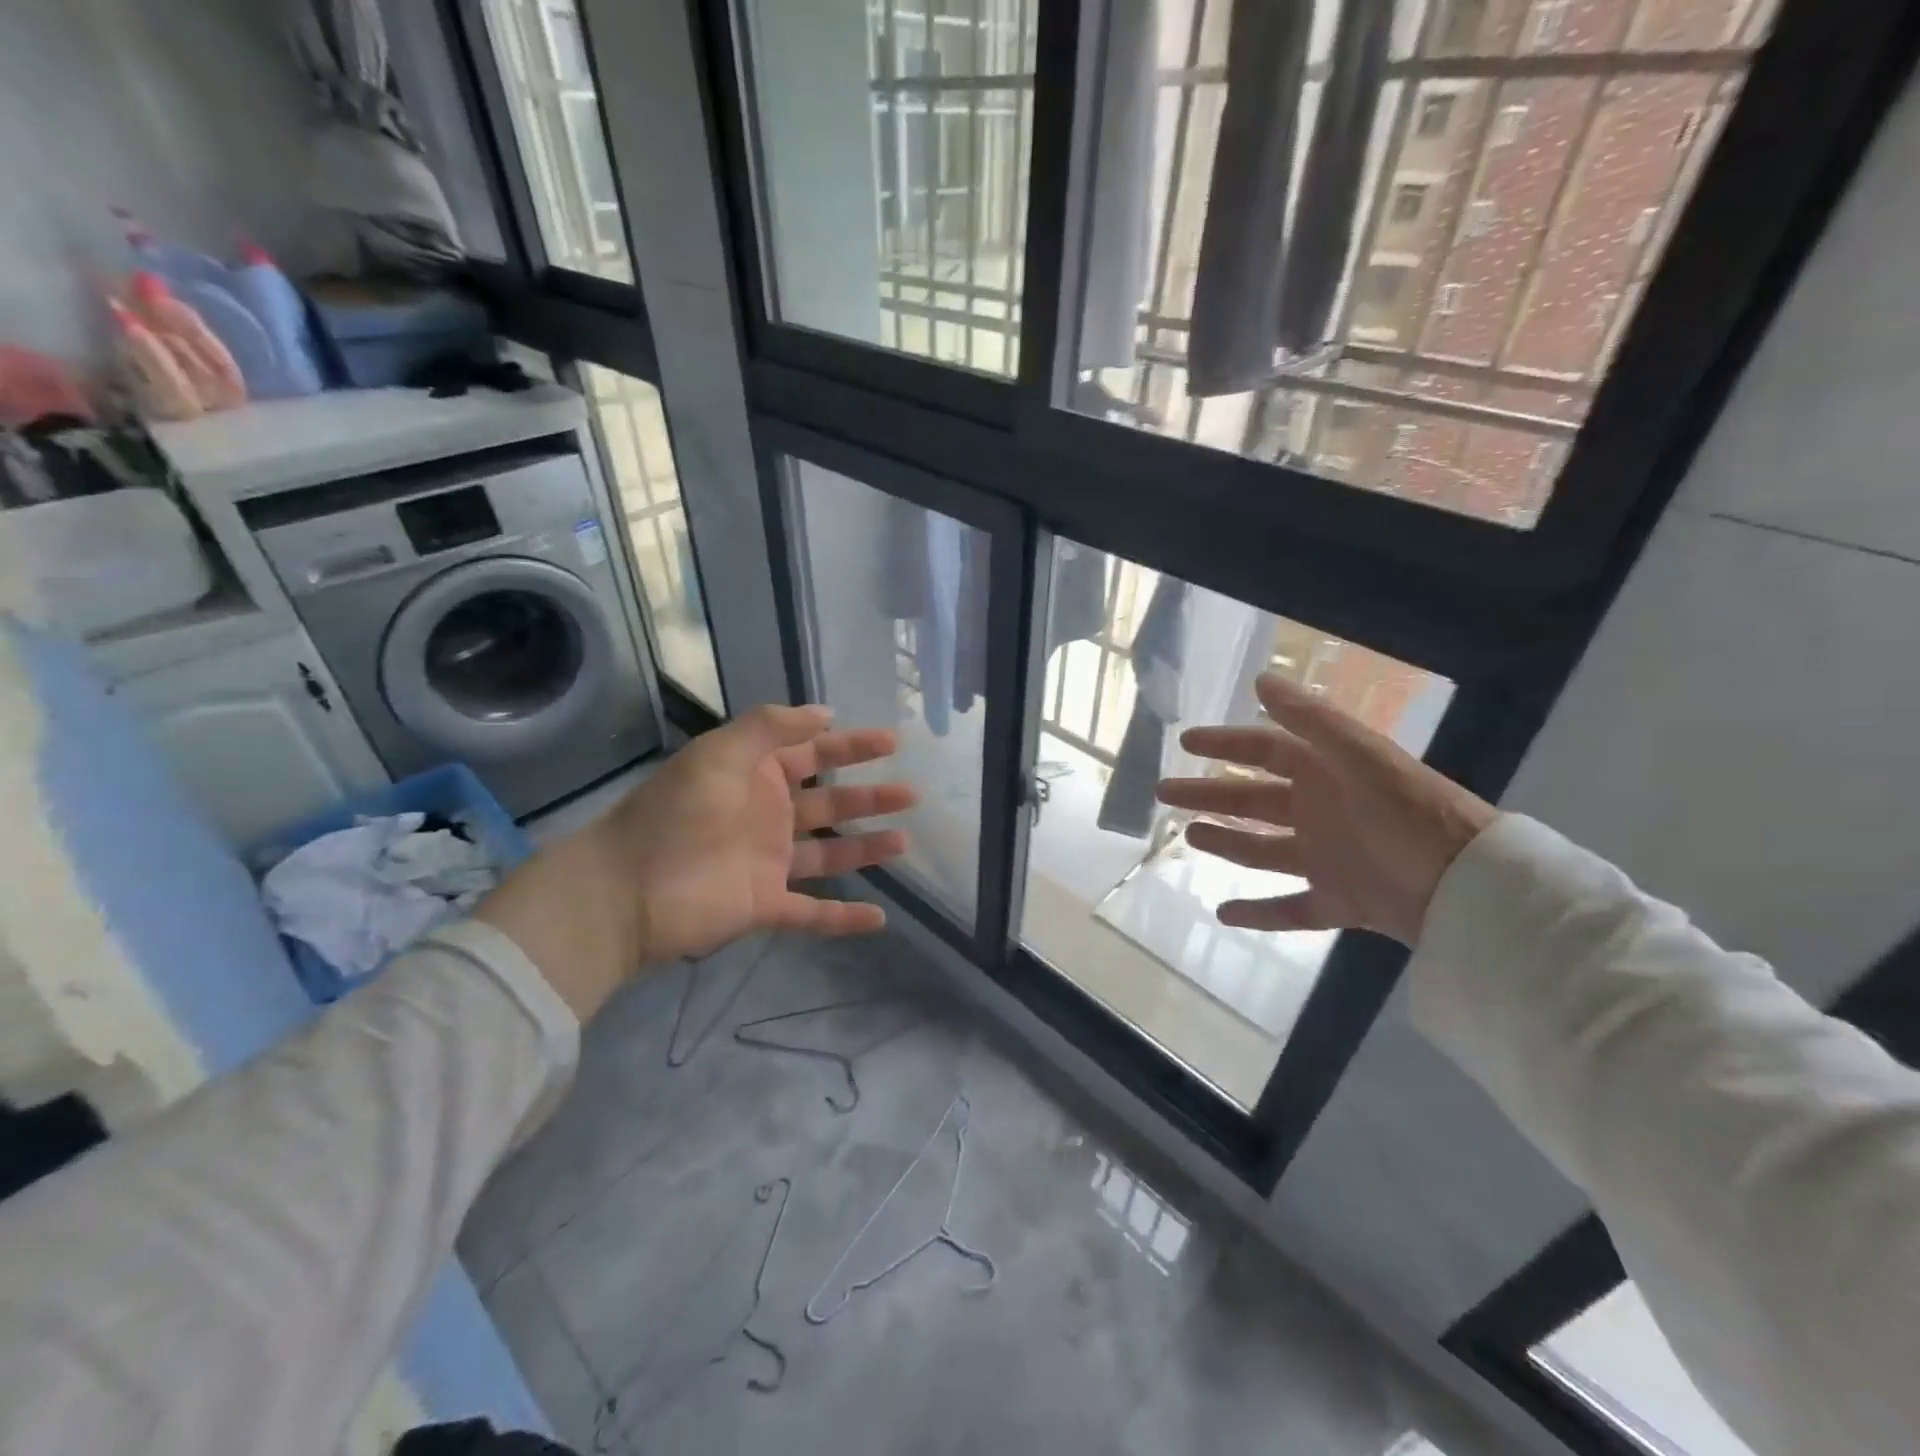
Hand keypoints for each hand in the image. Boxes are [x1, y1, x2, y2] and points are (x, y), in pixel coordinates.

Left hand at [478, 704, 914, 1020]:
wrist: (626, 891)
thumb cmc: (676, 813)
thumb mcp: (720, 754)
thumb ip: (770, 728)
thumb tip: (824, 713)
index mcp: (757, 775)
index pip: (814, 754)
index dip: (852, 746)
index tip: (892, 741)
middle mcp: (768, 815)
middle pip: (830, 803)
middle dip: (870, 796)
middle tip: (911, 793)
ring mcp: (769, 863)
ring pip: (830, 853)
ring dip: (867, 847)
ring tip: (905, 840)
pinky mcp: (766, 906)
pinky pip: (813, 913)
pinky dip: (844, 918)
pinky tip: (879, 918)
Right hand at [1155, 672, 1495, 946]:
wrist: (1471, 887)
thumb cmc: (1411, 814)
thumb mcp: (1363, 758)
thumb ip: (1313, 721)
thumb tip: (1262, 680)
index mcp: (1326, 774)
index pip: (1265, 751)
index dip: (1225, 744)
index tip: (1185, 742)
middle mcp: (1320, 812)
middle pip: (1251, 800)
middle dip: (1207, 794)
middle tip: (1165, 792)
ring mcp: (1327, 859)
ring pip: (1263, 849)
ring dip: (1226, 841)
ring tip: (1189, 837)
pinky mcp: (1339, 902)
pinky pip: (1289, 908)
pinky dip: (1258, 912)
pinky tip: (1223, 913)